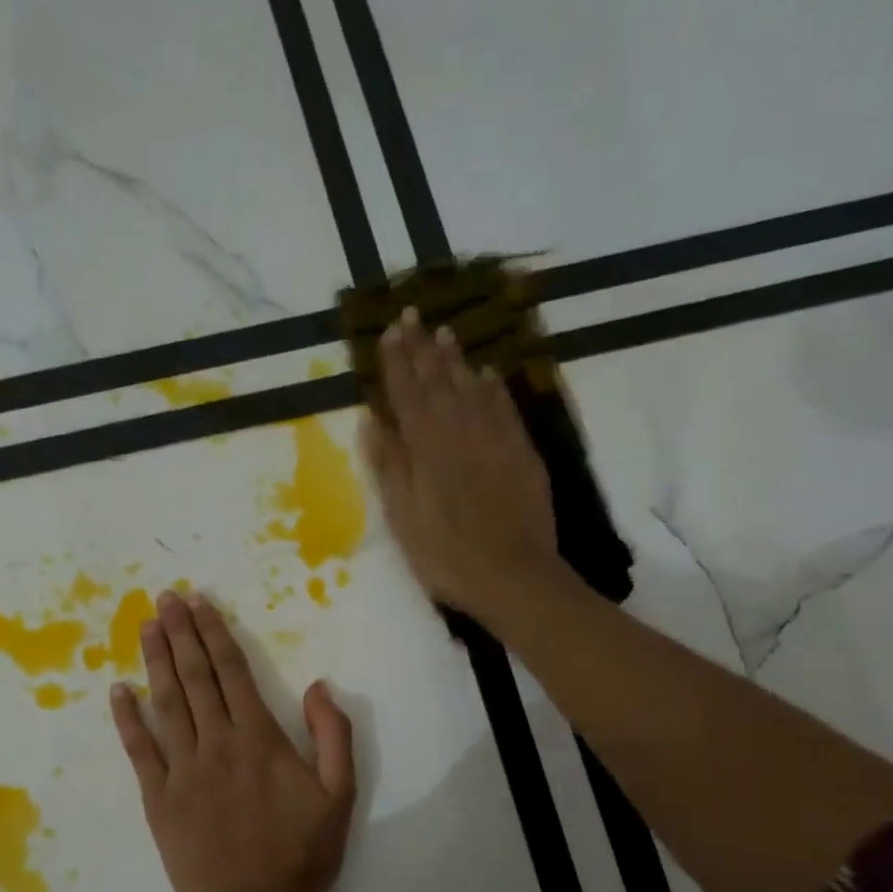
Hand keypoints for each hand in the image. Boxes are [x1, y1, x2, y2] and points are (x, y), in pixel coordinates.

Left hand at [111, 590, 355, 891]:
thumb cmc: (302, 854)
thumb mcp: (341, 795)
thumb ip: (333, 735)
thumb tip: (318, 685)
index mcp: (260, 739)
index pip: (232, 673)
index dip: (214, 634)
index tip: (198, 603)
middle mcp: (217, 744)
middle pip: (195, 678)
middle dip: (180, 634)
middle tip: (164, 598)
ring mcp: (183, 770)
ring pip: (166, 704)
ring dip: (155, 662)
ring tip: (146, 627)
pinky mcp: (158, 799)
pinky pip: (139, 751)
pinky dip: (127, 719)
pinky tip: (117, 691)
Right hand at [360, 310, 561, 623]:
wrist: (513, 575)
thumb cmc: (445, 555)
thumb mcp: (402, 517)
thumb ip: (388, 465)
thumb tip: (372, 419)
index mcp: (425, 448)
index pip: (406, 393)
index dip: (396, 361)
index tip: (389, 330)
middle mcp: (460, 431)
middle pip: (438, 381)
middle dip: (423, 348)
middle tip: (413, 315)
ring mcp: (494, 439)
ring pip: (471, 388)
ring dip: (455, 359)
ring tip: (445, 333)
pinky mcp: (520, 452)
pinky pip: (503, 407)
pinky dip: (492, 387)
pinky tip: (486, 373)